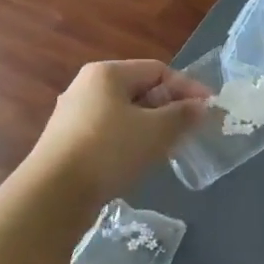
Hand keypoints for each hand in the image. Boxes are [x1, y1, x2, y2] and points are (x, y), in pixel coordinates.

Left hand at [27, 60, 208, 206]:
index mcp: (107, 73)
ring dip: (150, 127)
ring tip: (169, 147)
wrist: (54, 194)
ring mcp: (73, 114)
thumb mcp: (155, 131)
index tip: (210, 108)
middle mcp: (86, 86)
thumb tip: (200, 106)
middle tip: (191, 129)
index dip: (187, 87)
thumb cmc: (109, 151)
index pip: (157, 70)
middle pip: (139, 90)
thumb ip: (182, 115)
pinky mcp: (67, 141)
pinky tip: (139, 161)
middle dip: (169, 108)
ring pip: (124, 113)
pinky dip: (129, 141)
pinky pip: (109, 132)